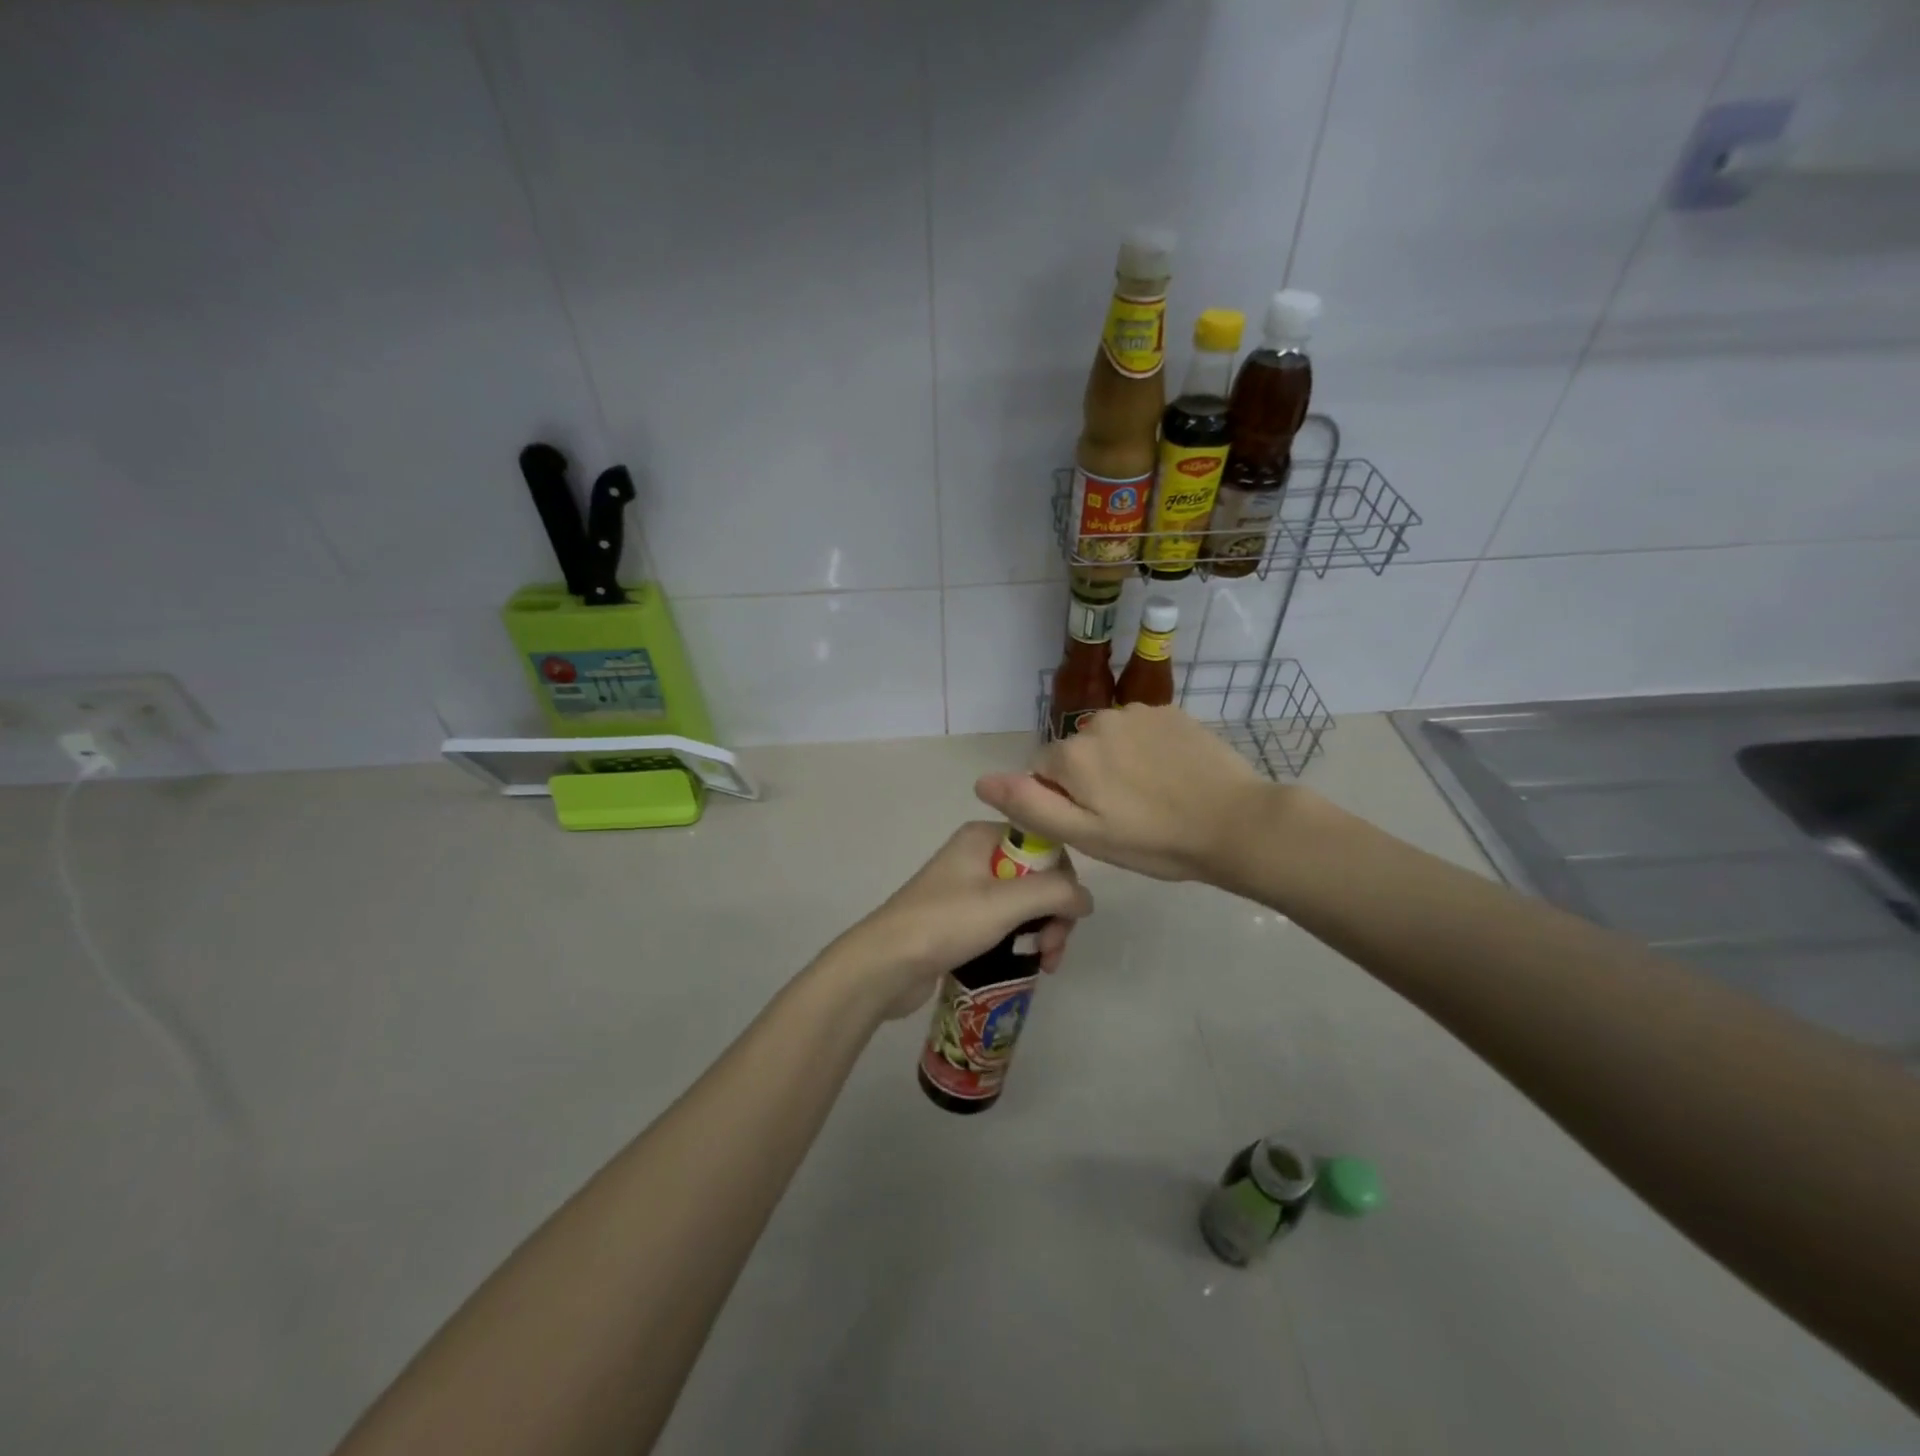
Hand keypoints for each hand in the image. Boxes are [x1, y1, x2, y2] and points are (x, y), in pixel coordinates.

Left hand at [821, 821, 1092, 1021]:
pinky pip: (1004, 923)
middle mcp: (976, 856)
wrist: (885, 964)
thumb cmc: (946, 923)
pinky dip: (1021, 941)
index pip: (1045, 846)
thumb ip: (1056, 893)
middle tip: (1051, 949)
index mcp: (983, 837)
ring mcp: (966, 889)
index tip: (1066, 918)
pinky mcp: (960, 920)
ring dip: (1041, 931)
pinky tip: (1029, 964)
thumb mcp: (1007, 902)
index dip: (1063, 881)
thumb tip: (1087, 899)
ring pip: (1023, 904)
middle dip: (1054, 914)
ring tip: (1044, 964)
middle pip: (1037, 877)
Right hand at [975, 704, 1272, 882]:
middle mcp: (1098, 721)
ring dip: (1117, 762)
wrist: (1236, 823)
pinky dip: (1146, 749)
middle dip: (1088, 779)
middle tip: (1124, 815)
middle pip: (1075, 753)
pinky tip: (1172, 775)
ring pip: (1108, 740)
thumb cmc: (1155, 841)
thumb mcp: (1085, 836)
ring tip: (1151, 796)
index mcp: (1073, 755)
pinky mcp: (1170, 712)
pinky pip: (1140, 730)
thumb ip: (1030, 805)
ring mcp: (1138, 712)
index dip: (1062, 800)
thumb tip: (981, 780)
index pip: (1042, 771)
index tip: (1094, 823)